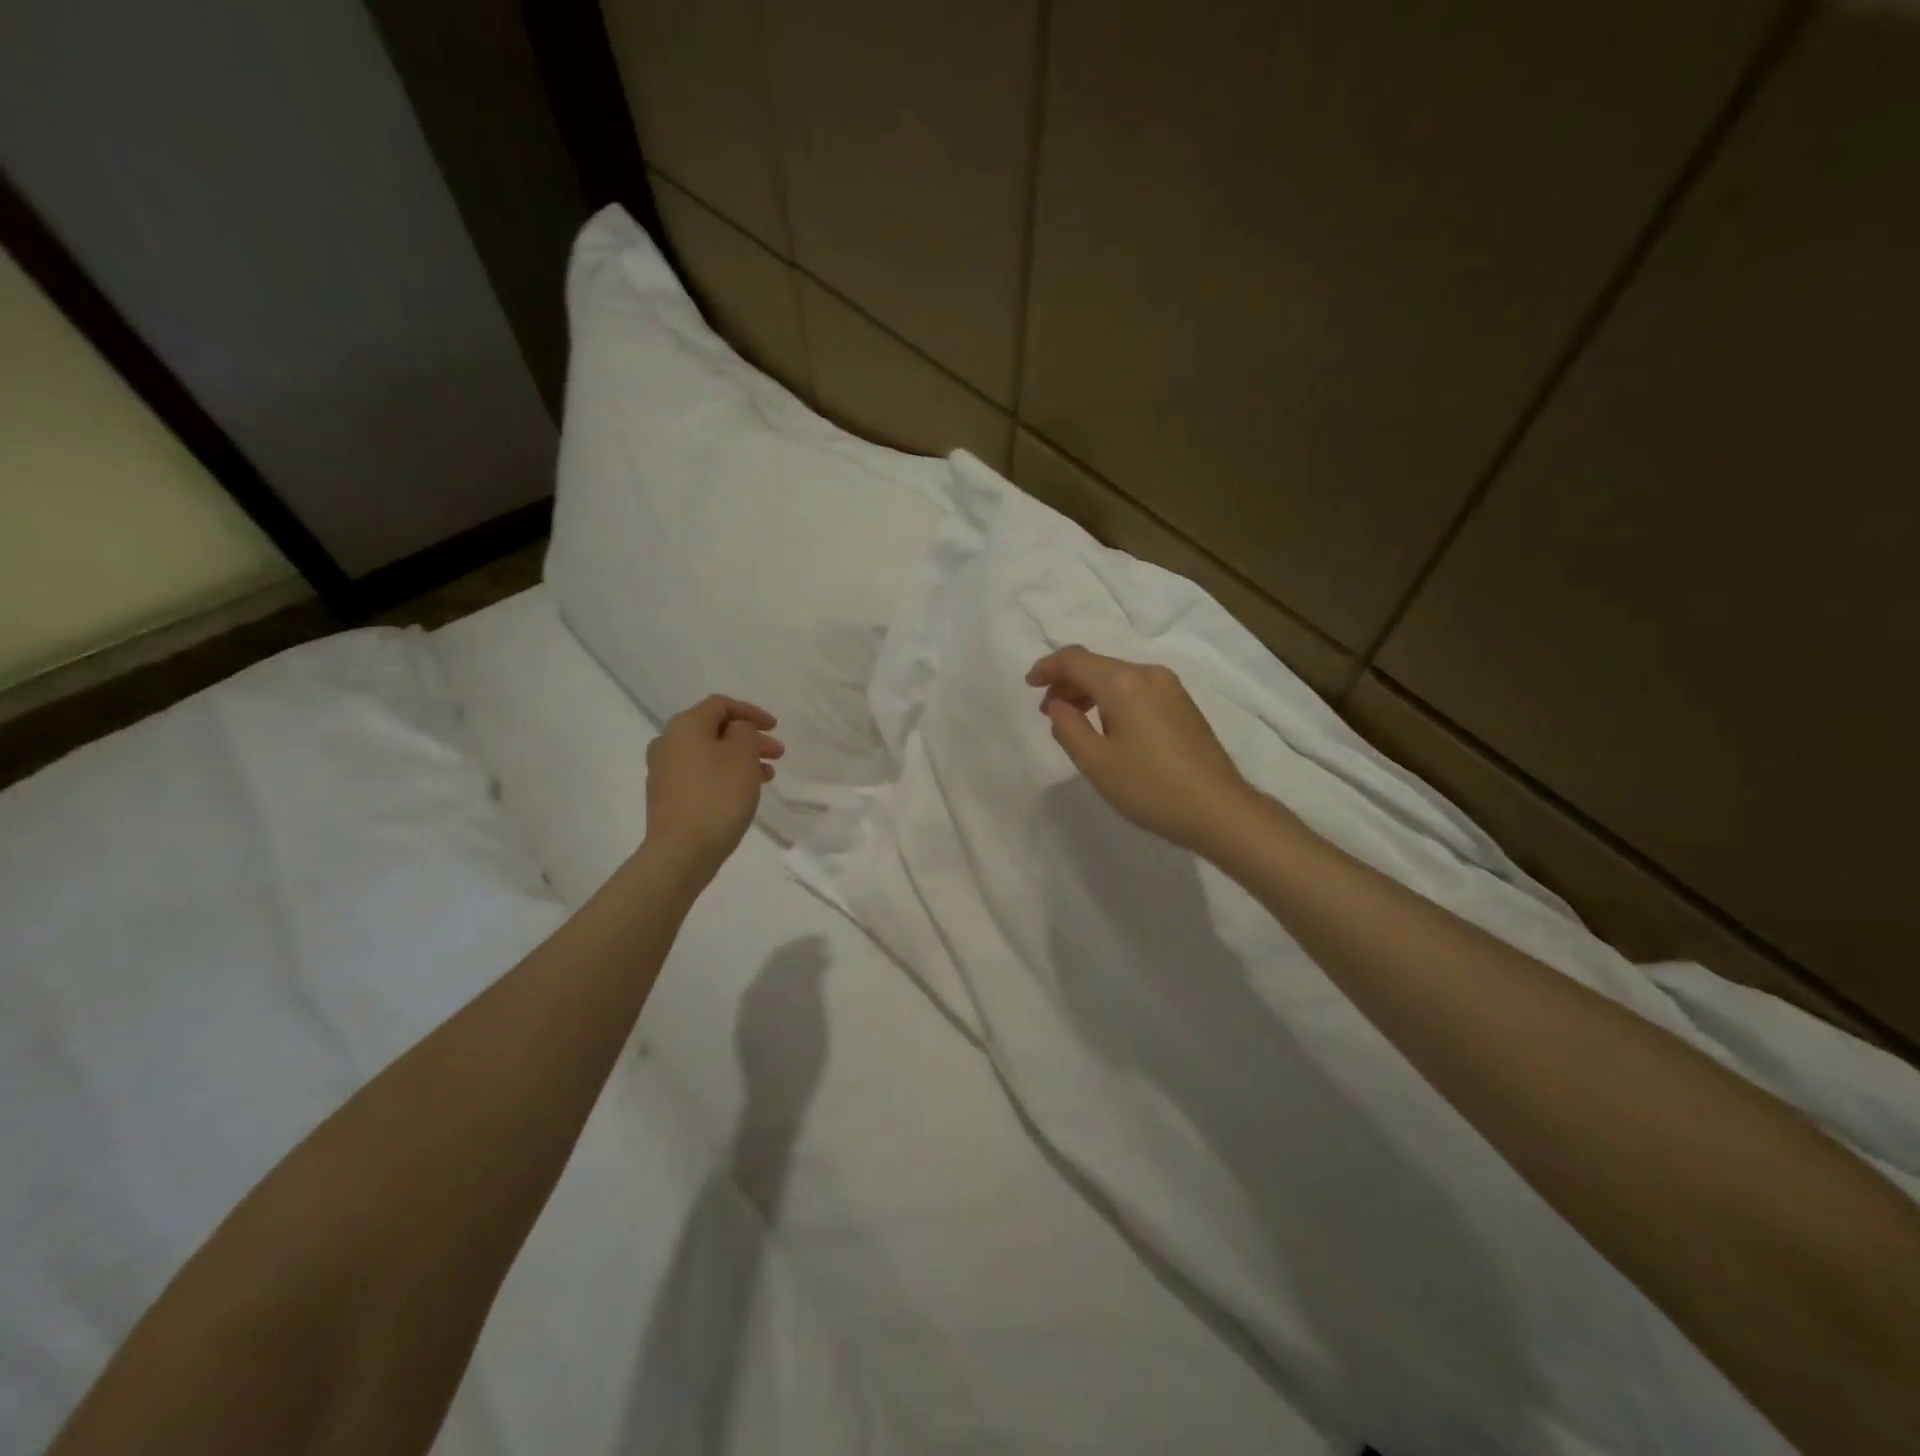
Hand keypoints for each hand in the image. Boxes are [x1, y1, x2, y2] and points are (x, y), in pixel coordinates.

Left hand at [643, 695, 783, 886]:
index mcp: (685, 725)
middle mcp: (668, 742)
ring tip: (767, 776)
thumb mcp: (742, 755)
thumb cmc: (717, 796)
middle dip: (749, 738)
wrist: (681, 851)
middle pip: (715, 729)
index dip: (751, 712)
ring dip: (740, 758)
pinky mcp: (667, 795)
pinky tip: (743, 791)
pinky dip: (724, 775)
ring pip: (710, 753)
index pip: (721, 704)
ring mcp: (664, 770)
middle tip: (777, 753)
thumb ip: (744, 732)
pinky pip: (701, 774)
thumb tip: (735, 731)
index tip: (775, 727)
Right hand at [1027, 646, 1258, 854]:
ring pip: (1118, 677)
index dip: (1047, 667)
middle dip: (1067, 682)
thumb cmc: (1150, 787)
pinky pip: (1137, 690)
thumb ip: (1067, 727)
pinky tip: (1110, 729)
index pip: (1075, 659)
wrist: (1219, 809)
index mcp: (1124, 683)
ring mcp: (1171, 689)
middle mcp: (1148, 675)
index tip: (1029, 685)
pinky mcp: (1184, 706)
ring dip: (1090, 692)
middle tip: (1049, 712)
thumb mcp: (1096, 762)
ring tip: (1076, 723)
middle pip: (1098, 665)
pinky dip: (1113, 700)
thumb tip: (1057, 704)